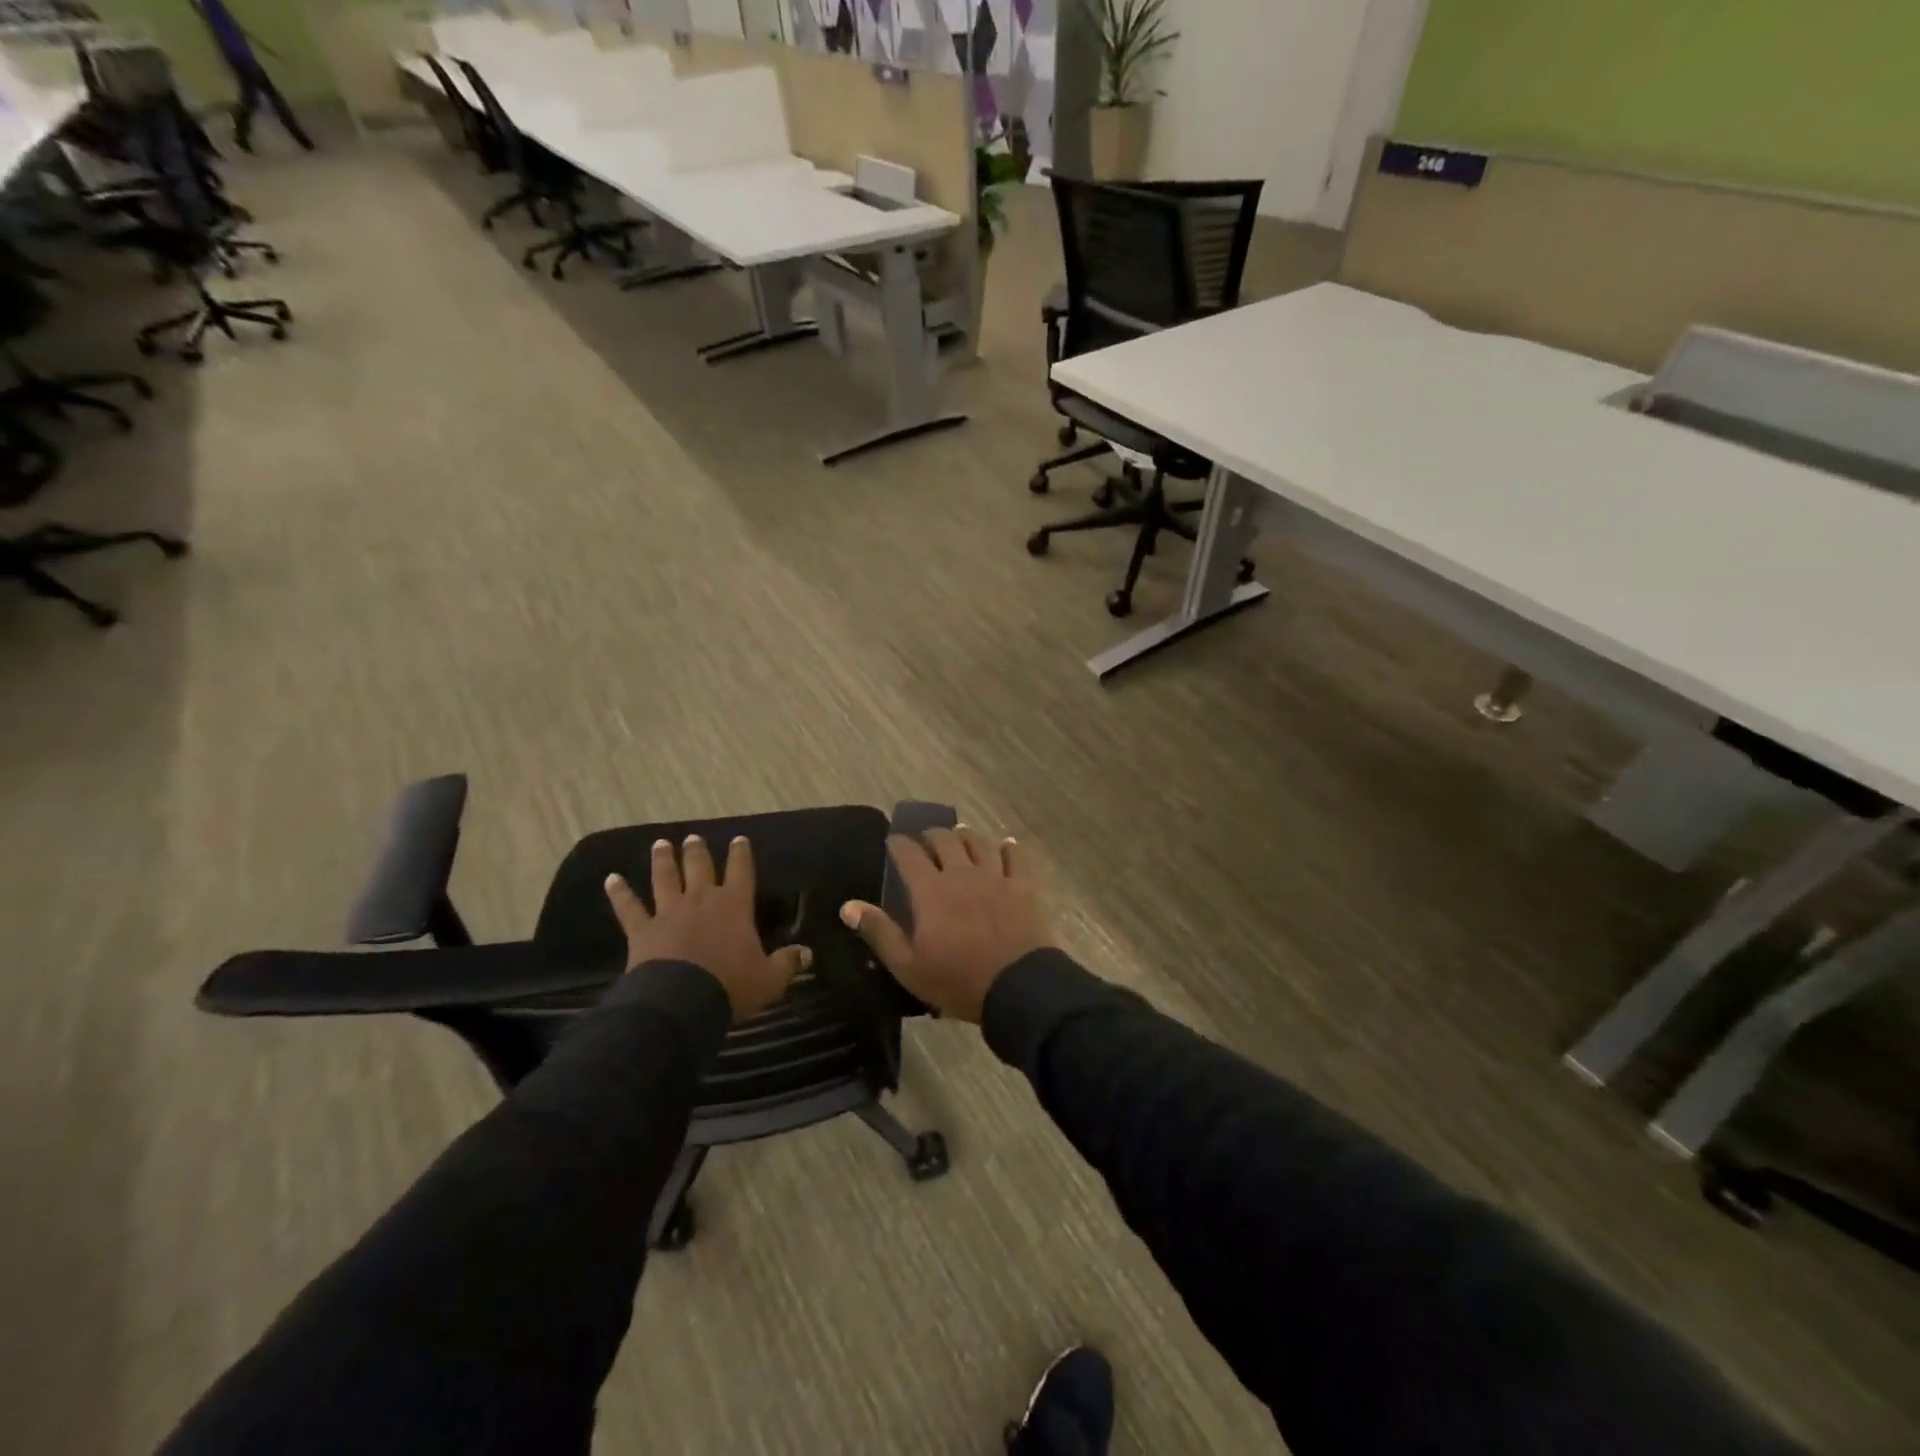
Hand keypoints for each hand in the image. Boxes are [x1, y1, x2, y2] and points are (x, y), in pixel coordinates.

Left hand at [604, 835, 808, 1021]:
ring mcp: (669, 912)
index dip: (741, 854)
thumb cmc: (731, 986)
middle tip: (694, 837)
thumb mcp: (769, 979)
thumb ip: (787, 963)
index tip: (739, 839)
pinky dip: (619, 893)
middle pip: (700, 867)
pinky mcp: (643, 930)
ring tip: (661, 844)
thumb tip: (806, 953)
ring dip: (664, 860)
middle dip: (698, 851)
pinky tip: (611, 879)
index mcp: (735, 905)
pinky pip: (628, 908)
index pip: (741, 871)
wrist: (681, 1002)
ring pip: (666, 878)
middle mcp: (702, 899)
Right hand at [839, 826, 1049, 1022]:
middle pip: (945, 840)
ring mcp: (995, 877)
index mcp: (930, 890)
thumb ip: (879, 932)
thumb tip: (848, 905)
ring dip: (966, 836)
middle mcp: (961, 873)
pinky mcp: (1022, 886)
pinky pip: (1015, 856)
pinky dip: (1008, 847)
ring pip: (979, 843)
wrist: (1017, 988)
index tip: (892, 841)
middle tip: (925, 839)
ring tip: (960, 836)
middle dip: (931, 835)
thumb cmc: (957, 980)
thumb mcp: (908, 966)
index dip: (898, 844)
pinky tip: (1005, 844)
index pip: (909, 854)